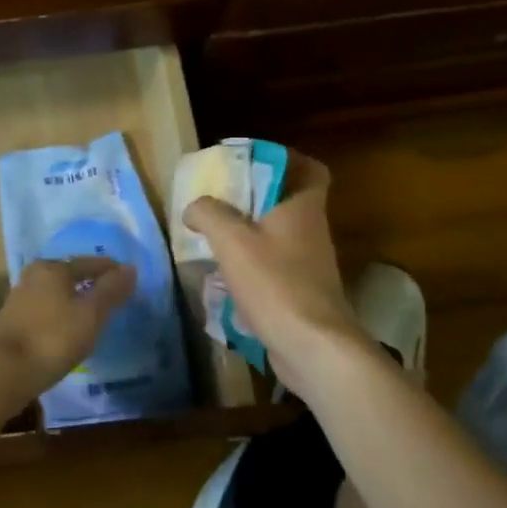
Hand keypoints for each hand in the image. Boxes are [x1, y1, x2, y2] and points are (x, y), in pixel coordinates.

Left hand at [0, 256, 135, 399]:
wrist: (5, 371)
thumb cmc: (53, 338)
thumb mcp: (90, 314)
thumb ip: (111, 290)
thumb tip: (130, 268)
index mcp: (53, 268)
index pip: (89, 263)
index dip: (111, 271)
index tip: (128, 279)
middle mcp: (33, 275)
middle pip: (69, 274)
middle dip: (90, 283)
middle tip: (111, 295)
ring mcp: (19, 298)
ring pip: (55, 292)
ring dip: (73, 299)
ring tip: (92, 313)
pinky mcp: (12, 320)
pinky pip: (45, 309)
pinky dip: (60, 313)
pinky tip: (67, 328)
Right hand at [183, 153, 379, 400]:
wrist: (312, 347)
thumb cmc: (275, 283)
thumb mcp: (231, 240)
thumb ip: (208, 214)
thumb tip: (194, 207)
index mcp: (302, 207)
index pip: (311, 169)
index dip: (286, 160)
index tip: (253, 162)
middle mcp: (311, 231)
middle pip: (286, 202)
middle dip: (253, 197)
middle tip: (219, 197)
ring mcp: (309, 265)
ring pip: (277, 236)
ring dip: (248, 233)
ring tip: (212, 235)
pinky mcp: (302, 293)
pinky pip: (274, 266)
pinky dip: (250, 265)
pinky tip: (222, 275)